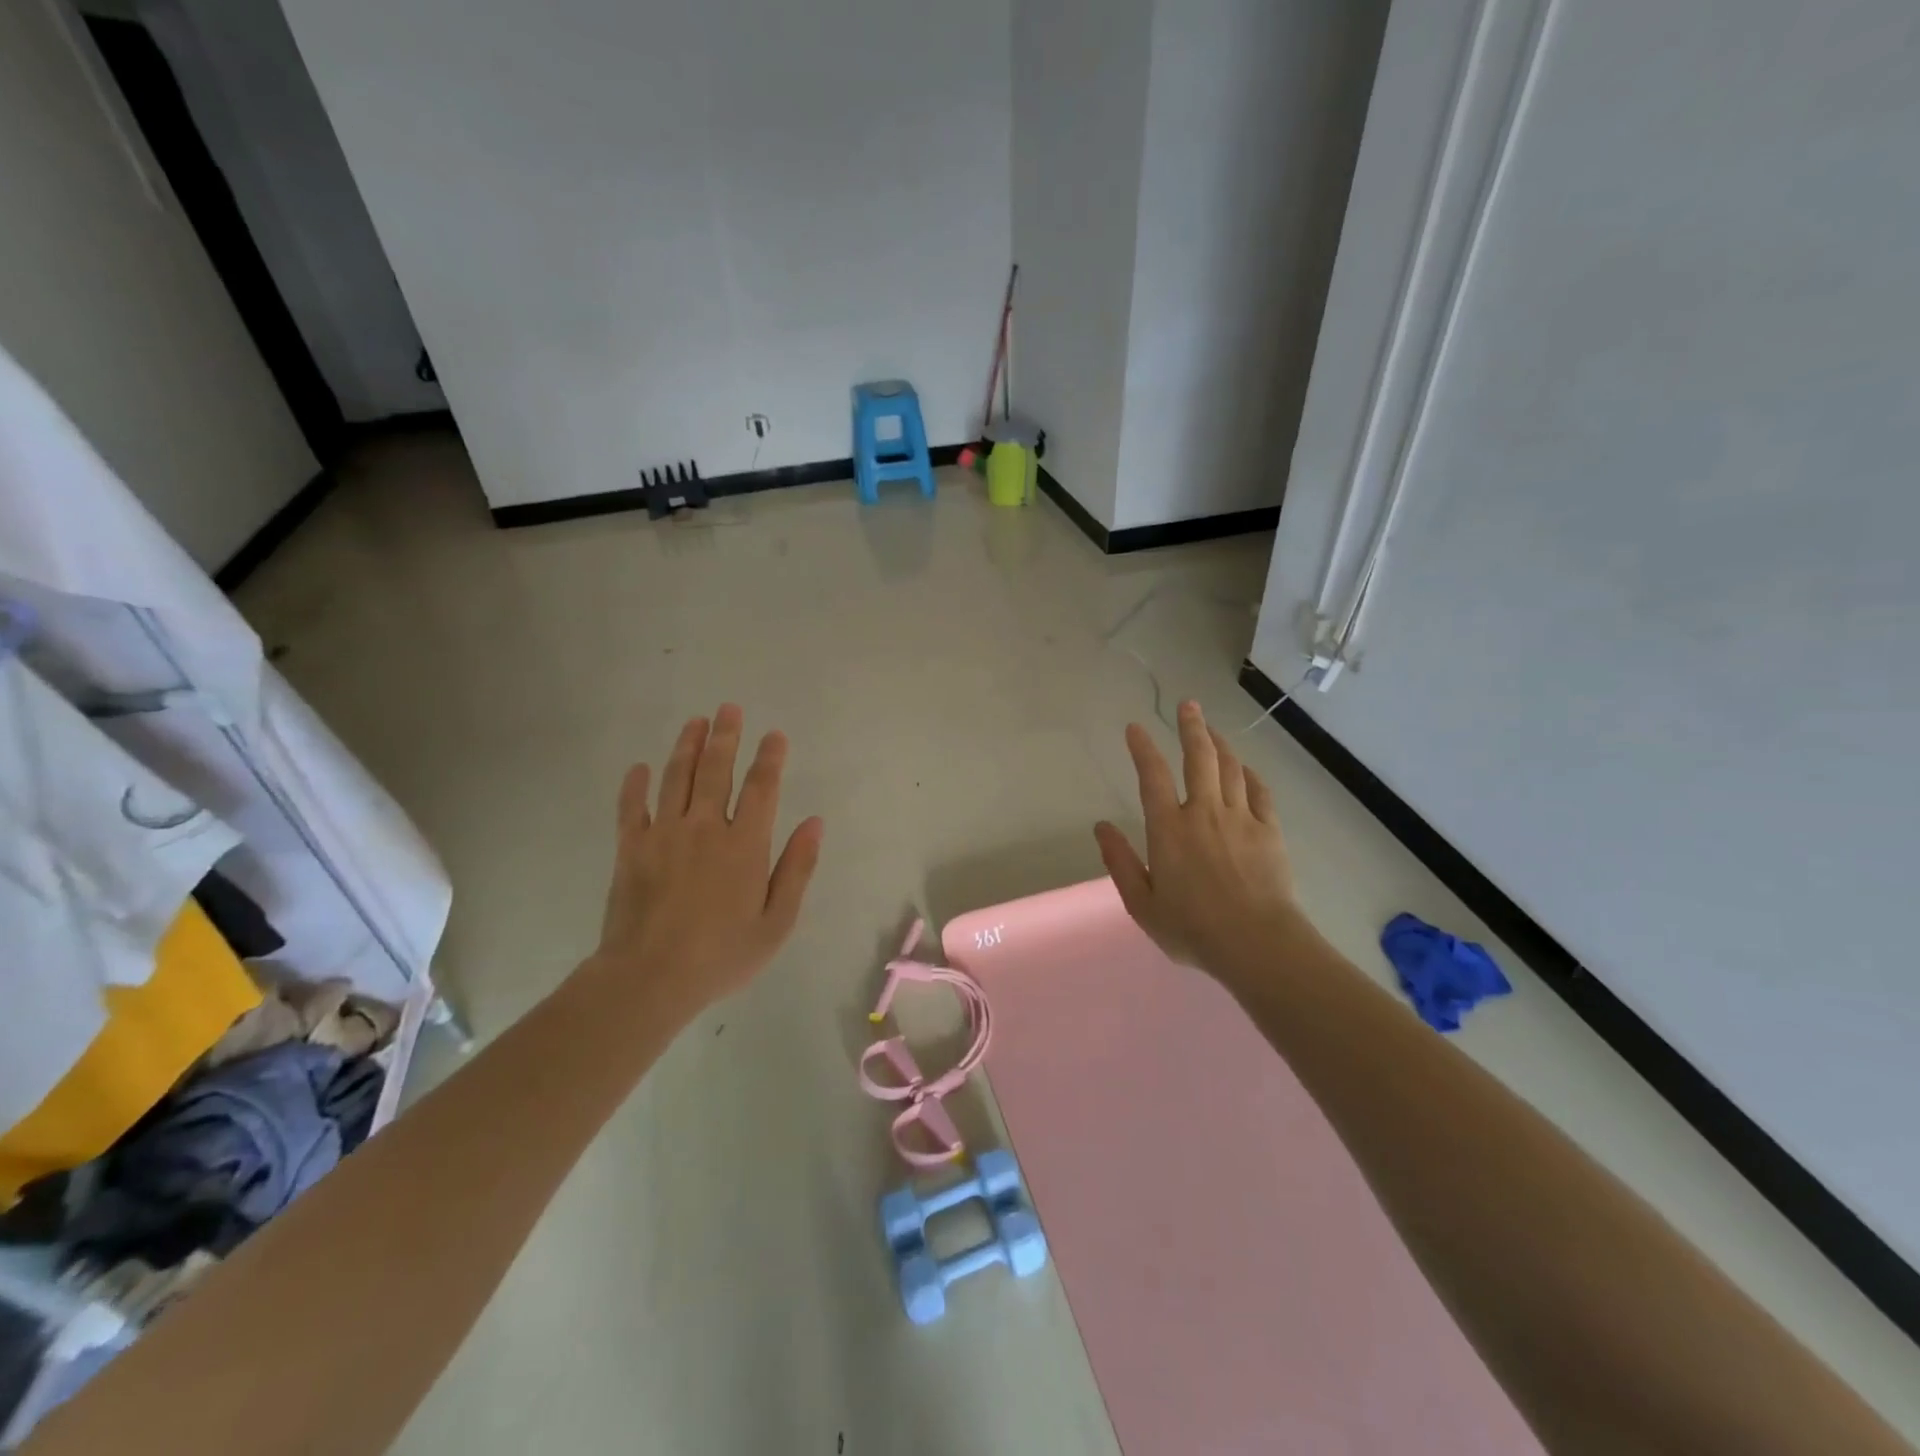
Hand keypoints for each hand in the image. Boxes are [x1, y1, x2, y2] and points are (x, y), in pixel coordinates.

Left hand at [594, 705, 823, 1015]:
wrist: (649, 979)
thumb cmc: (722, 955)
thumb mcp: (777, 922)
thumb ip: (797, 868)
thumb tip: (814, 823)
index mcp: (745, 844)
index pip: (761, 788)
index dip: (769, 758)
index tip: (774, 735)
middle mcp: (705, 827)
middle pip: (716, 770)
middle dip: (725, 736)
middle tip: (729, 708)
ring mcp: (663, 834)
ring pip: (676, 778)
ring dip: (686, 747)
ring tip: (695, 721)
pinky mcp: (630, 849)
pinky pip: (631, 807)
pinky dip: (635, 785)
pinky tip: (640, 768)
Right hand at [1094, 701, 1298, 981]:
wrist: (1257, 943)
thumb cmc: (1192, 928)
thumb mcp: (1142, 903)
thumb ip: (1120, 861)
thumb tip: (1101, 826)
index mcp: (1169, 829)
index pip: (1152, 777)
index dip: (1142, 748)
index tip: (1135, 727)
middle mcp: (1204, 813)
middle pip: (1199, 758)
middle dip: (1191, 727)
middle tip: (1187, 705)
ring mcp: (1241, 819)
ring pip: (1231, 768)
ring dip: (1220, 744)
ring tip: (1212, 729)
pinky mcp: (1269, 831)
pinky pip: (1260, 791)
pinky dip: (1250, 774)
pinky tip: (1245, 769)